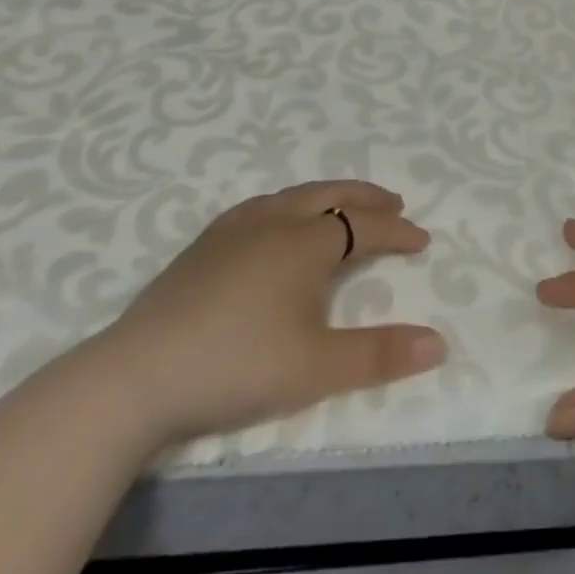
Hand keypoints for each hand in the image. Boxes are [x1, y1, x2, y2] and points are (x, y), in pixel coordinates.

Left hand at [86, 180, 446, 448]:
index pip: (366, 226)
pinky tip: (276, 223)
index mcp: (307, 243)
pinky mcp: (202, 246)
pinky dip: (287, 205)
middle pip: (331, 195)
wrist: (135, 378)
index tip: (422, 242)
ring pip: (293, 195)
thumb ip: (380, 354)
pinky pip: (260, 206)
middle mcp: (275, 222)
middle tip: (394, 204)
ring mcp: (233, 230)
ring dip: (328, 196)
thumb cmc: (237, 366)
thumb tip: (439, 344)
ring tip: (342, 207)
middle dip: (367, 198)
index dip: (398, 232)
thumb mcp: (318, 368)